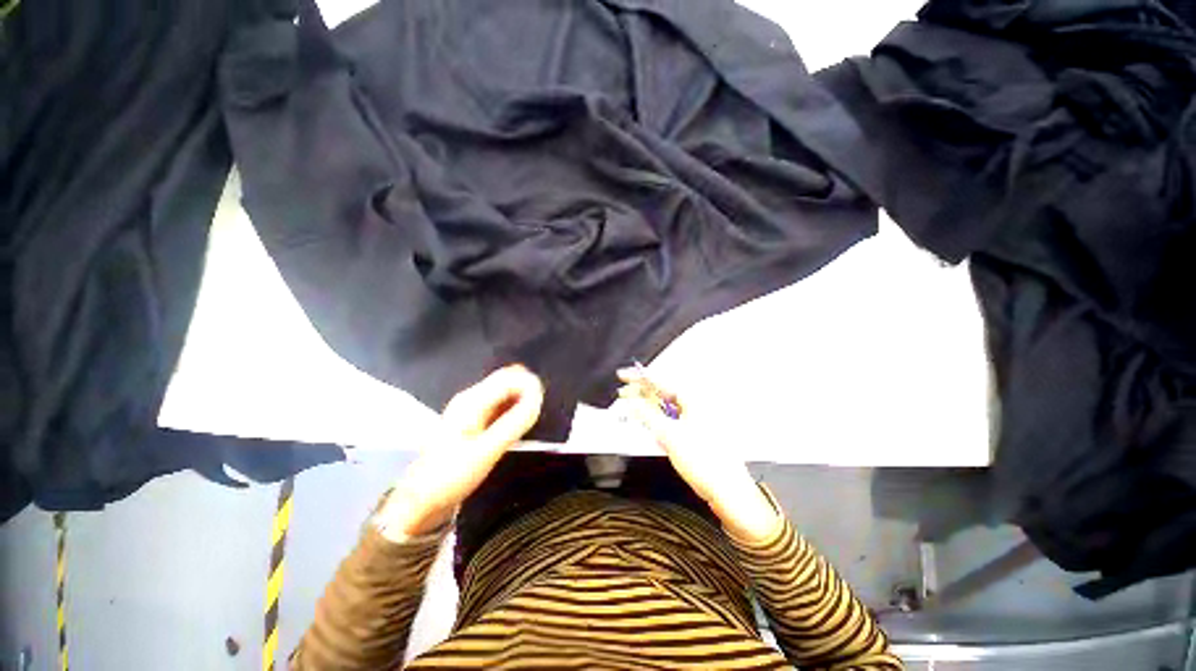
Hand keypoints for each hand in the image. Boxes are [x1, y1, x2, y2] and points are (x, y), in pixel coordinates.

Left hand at [376, 365, 543, 539]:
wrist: (421, 500)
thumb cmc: (451, 476)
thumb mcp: (486, 451)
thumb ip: (514, 423)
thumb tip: (537, 399)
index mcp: (471, 401)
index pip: (509, 378)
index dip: (530, 386)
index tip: (543, 404)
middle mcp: (471, 398)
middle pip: (507, 380)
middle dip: (527, 390)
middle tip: (540, 410)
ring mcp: (472, 409)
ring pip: (505, 392)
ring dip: (522, 399)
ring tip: (533, 417)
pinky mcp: (475, 421)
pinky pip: (501, 405)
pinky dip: (514, 408)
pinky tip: (520, 423)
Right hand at [618, 369, 780, 543]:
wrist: (725, 491)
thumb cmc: (708, 463)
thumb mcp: (669, 435)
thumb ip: (647, 416)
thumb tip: (633, 403)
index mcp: (694, 401)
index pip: (661, 383)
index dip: (641, 379)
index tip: (625, 376)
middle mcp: (696, 408)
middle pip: (663, 396)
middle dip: (642, 396)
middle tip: (624, 394)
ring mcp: (696, 422)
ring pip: (666, 410)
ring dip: (649, 410)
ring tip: (633, 410)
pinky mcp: (694, 435)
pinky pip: (672, 422)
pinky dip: (659, 423)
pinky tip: (652, 428)